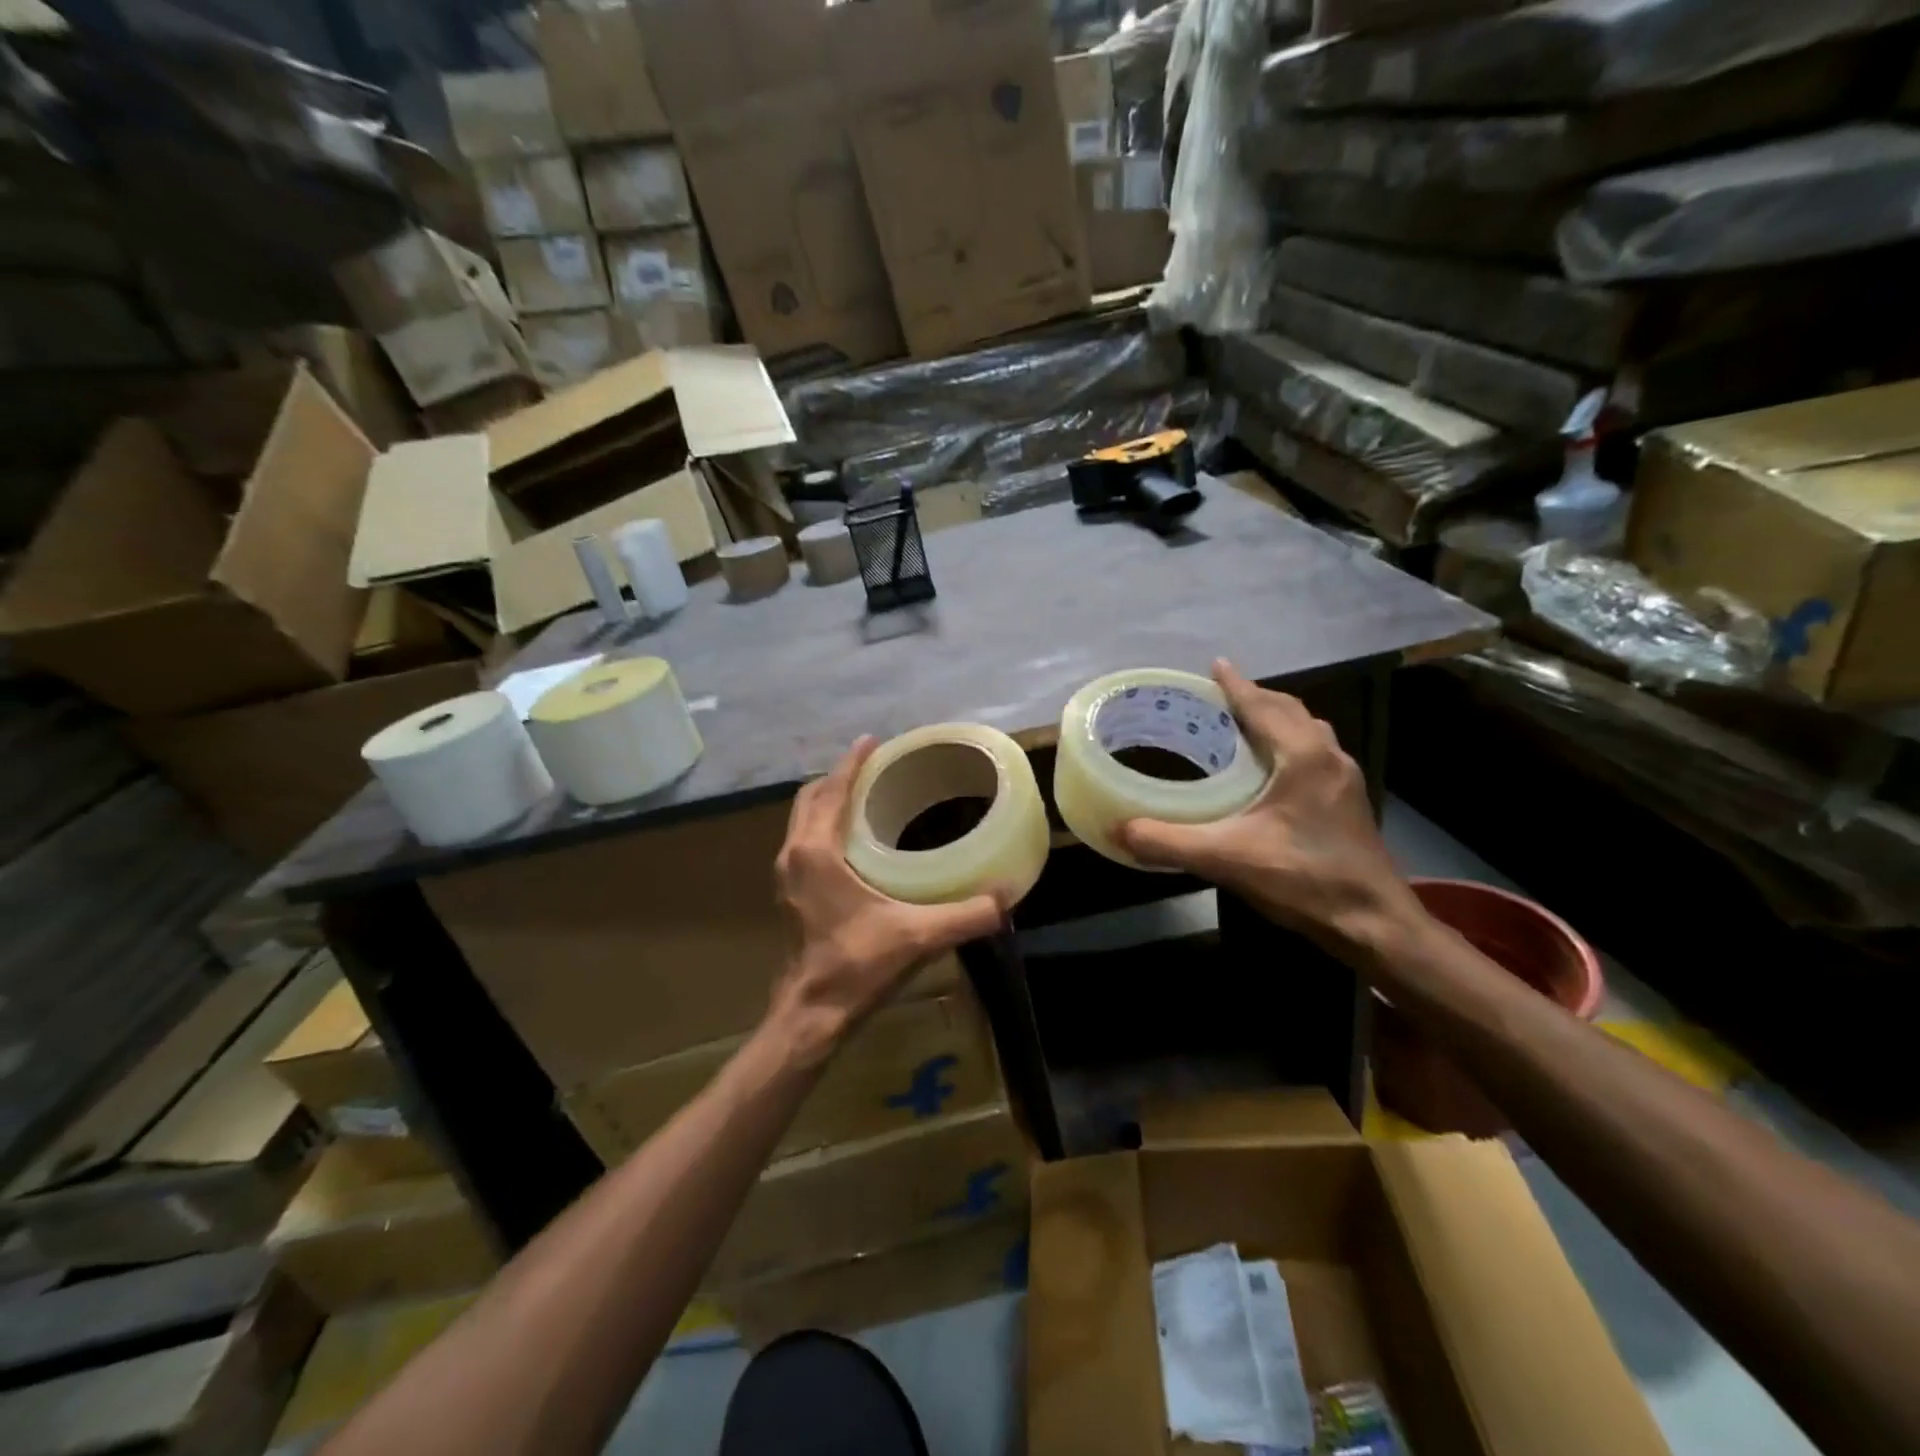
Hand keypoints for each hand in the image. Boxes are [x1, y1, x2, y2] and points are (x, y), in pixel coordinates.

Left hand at [767, 737, 1002, 1066]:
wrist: (812, 1014)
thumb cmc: (857, 966)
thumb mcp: (918, 937)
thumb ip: (966, 916)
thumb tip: (1006, 899)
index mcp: (816, 852)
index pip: (832, 791)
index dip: (852, 763)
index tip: (872, 741)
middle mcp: (794, 855)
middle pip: (810, 799)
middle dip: (839, 777)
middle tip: (874, 767)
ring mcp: (787, 876)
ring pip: (803, 821)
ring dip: (829, 802)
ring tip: (865, 795)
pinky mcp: (790, 895)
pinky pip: (804, 842)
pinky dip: (824, 826)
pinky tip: (854, 840)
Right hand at [1117, 660, 1420, 956]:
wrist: (1373, 923)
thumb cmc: (1304, 879)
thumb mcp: (1226, 859)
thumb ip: (1168, 842)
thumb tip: (1118, 830)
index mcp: (1303, 755)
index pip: (1263, 706)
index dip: (1236, 685)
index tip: (1215, 665)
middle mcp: (1329, 757)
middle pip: (1289, 711)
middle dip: (1255, 698)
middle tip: (1219, 699)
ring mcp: (1344, 780)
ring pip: (1308, 732)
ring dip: (1276, 720)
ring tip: (1242, 727)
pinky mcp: (1348, 802)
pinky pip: (1315, 754)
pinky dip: (1289, 744)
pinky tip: (1270, 771)